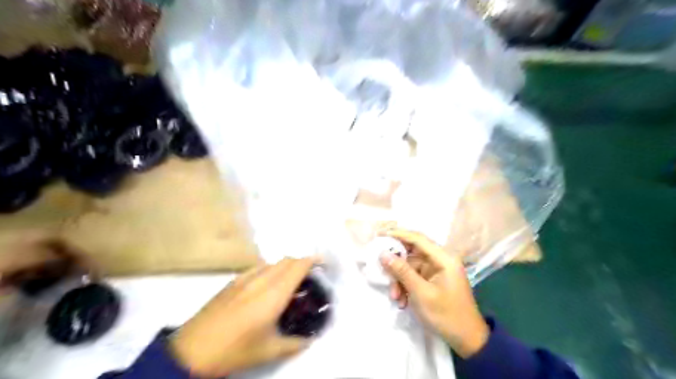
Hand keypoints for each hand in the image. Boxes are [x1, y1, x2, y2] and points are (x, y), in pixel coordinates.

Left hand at [170, 256, 316, 377]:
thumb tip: (310, 340)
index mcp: (273, 294)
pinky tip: (267, 285)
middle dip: (301, 262)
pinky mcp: (232, 282)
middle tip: (310, 275)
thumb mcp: (269, 351)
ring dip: (286, 265)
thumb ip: (295, 344)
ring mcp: (245, 278)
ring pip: (272, 262)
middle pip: (287, 260)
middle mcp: (261, 280)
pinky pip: (259, 268)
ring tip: (290, 280)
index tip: (323, 263)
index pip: (297, 267)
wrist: (191, 350)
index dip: (312, 260)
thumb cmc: (234, 350)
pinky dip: (271, 269)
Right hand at [380, 227, 486, 357]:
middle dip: (396, 264)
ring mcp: (436, 271)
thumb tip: (383, 254)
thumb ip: (402, 271)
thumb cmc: (446, 315)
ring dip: (400, 280)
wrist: (467, 340)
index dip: (398, 234)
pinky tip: (402, 301)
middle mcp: (441, 260)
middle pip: (412, 253)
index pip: (418, 239)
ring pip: (410, 267)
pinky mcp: (433, 281)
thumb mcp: (420, 293)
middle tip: (381, 268)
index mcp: (444, 258)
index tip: (380, 234)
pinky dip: (406, 287)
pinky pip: (414, 277)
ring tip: (395, 296)